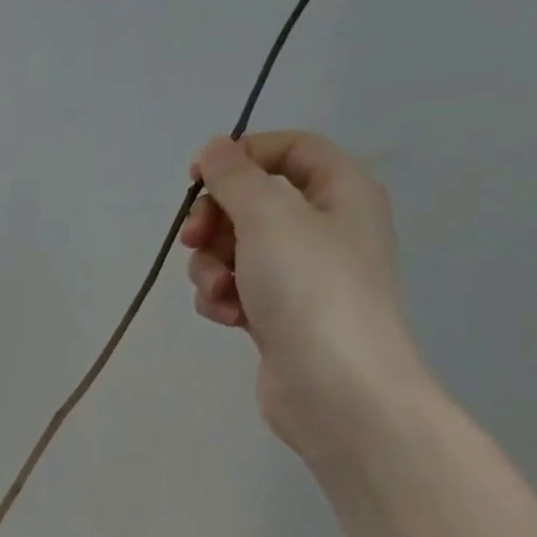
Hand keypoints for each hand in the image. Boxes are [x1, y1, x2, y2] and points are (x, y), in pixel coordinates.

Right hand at [180, 131, 430, 461]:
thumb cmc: (311, 289)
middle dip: (216, 221)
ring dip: (212, 267)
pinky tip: (228, 318)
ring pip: (236, 250)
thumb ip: (235, 177)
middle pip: (254, 202)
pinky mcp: (278, 315)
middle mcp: (324, 229)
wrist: (337, 388)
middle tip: (194, 239)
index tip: (198, 177)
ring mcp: (301, 276)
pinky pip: (237, 289)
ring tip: (219, 291)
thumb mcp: (269, 217)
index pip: (293, 150)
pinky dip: (223, 298)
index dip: (244, 155)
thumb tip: (216, 148)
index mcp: (341, 193)